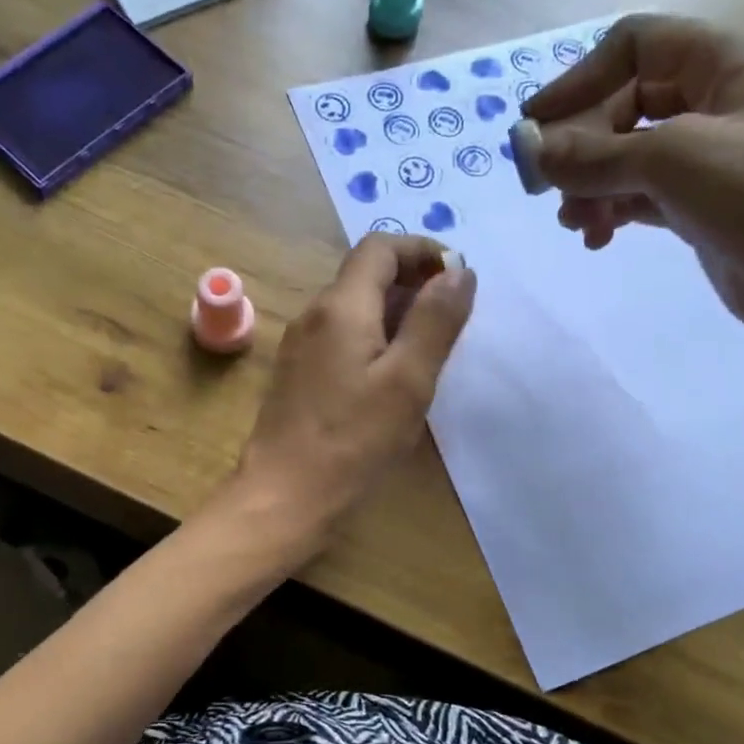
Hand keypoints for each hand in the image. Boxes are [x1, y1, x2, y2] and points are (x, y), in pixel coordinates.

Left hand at [229, 233, 475, 557]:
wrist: (284, 496)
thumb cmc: (353, 441)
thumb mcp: (408, 381)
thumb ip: (435, 321)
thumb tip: (459, 271)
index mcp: (341, 307)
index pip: (380, 247)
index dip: (422, 250)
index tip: (458, 275)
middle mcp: (314, 315)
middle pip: (365, 275)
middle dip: (413, 282)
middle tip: (453, 315)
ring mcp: (300, 345)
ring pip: (353, 307)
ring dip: (395, 311)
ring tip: (430, 346)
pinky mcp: (297, 374)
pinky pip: (341, 336)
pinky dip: (373, 337)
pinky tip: (392, 375)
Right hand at [521, 14, 743, 346]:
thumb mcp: (672, 160)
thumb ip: (592, 155)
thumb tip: (528, 150)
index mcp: (724, 62)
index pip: (635, 45)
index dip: (579, 78)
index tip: (536, 124)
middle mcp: (716, 100)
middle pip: (623, 104)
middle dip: (581, 146)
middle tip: (549, 187)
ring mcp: (709, 155)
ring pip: (627, 156)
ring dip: (590, 185)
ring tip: (574, 223)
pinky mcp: (701, 204)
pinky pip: (640, 195)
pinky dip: (611, 211)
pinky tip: (597, 238)